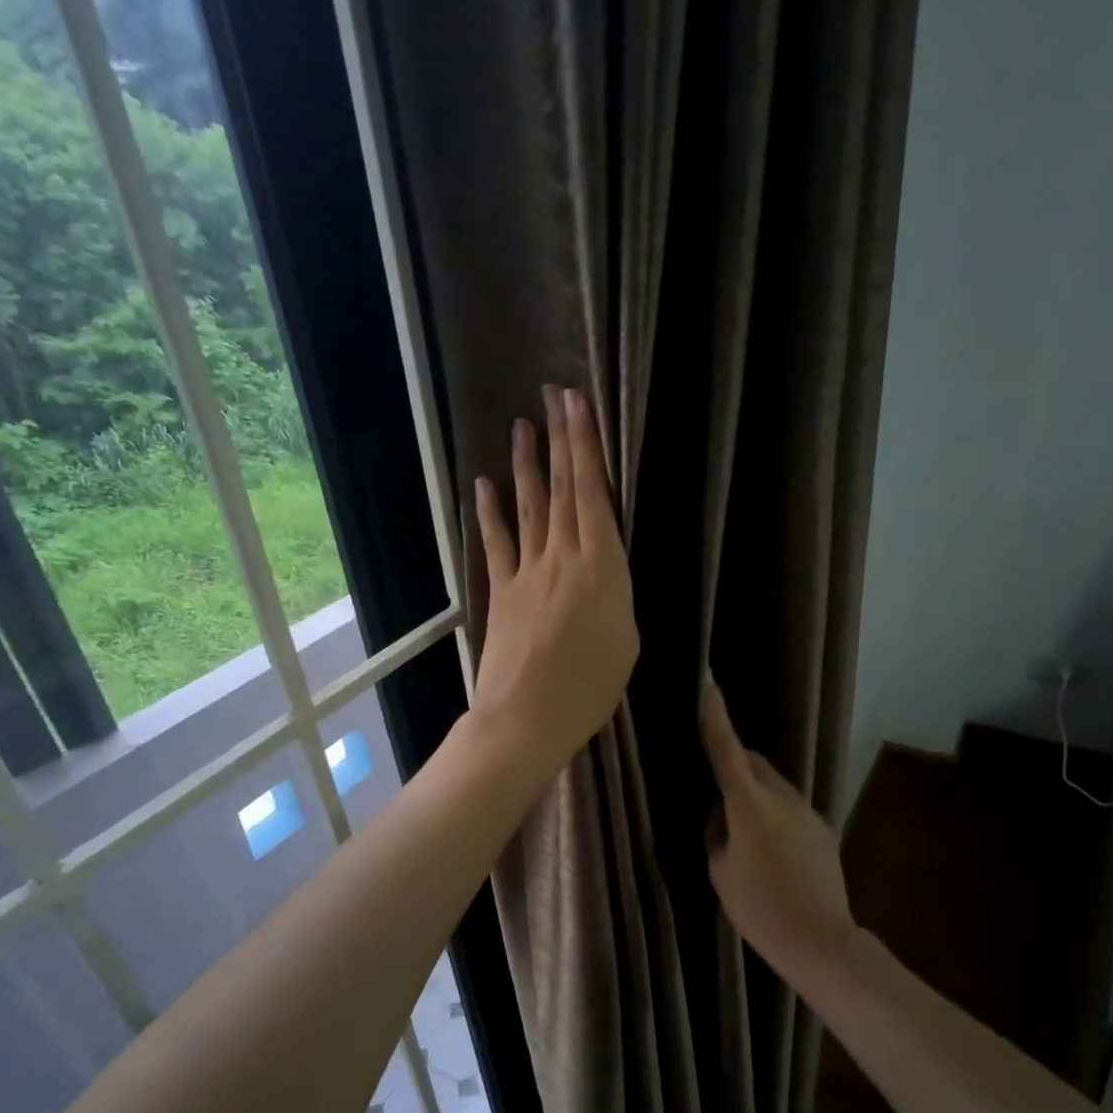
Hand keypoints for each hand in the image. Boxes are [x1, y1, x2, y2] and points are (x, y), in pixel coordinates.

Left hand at [471, 385, 637, 776]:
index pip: (594, 494)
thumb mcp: (627, 640)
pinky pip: (496, 543)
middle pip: (563, 489)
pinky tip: (484, 485)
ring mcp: (527, 571)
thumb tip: (606, 573)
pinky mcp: (501, 591)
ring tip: (522, 426)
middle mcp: (563, 556)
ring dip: (527, 464)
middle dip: (561, 439)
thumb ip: (616, 595)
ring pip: (530, 506)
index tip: (580, 406)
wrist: (527, 717)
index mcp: (602, 567)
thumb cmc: (590, 687)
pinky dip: (490, 512)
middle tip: (555, 395)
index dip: (586, 446)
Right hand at [699, 679, 855, 972]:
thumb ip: (717, 834)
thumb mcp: (721, 871)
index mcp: (749, 805)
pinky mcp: (823, 828)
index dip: (715, 716)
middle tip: (716, 789)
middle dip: (734, 764)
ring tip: (743, 829)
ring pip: (774, 785)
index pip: (726, 750)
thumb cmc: (760, 908)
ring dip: (754, 792)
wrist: (820, 940)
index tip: (708, 683)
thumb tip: (721, 817)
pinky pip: (790, 807)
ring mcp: (808, 811)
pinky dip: (774, 813)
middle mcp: (782, 798)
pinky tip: (771, 850)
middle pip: (753, 763)